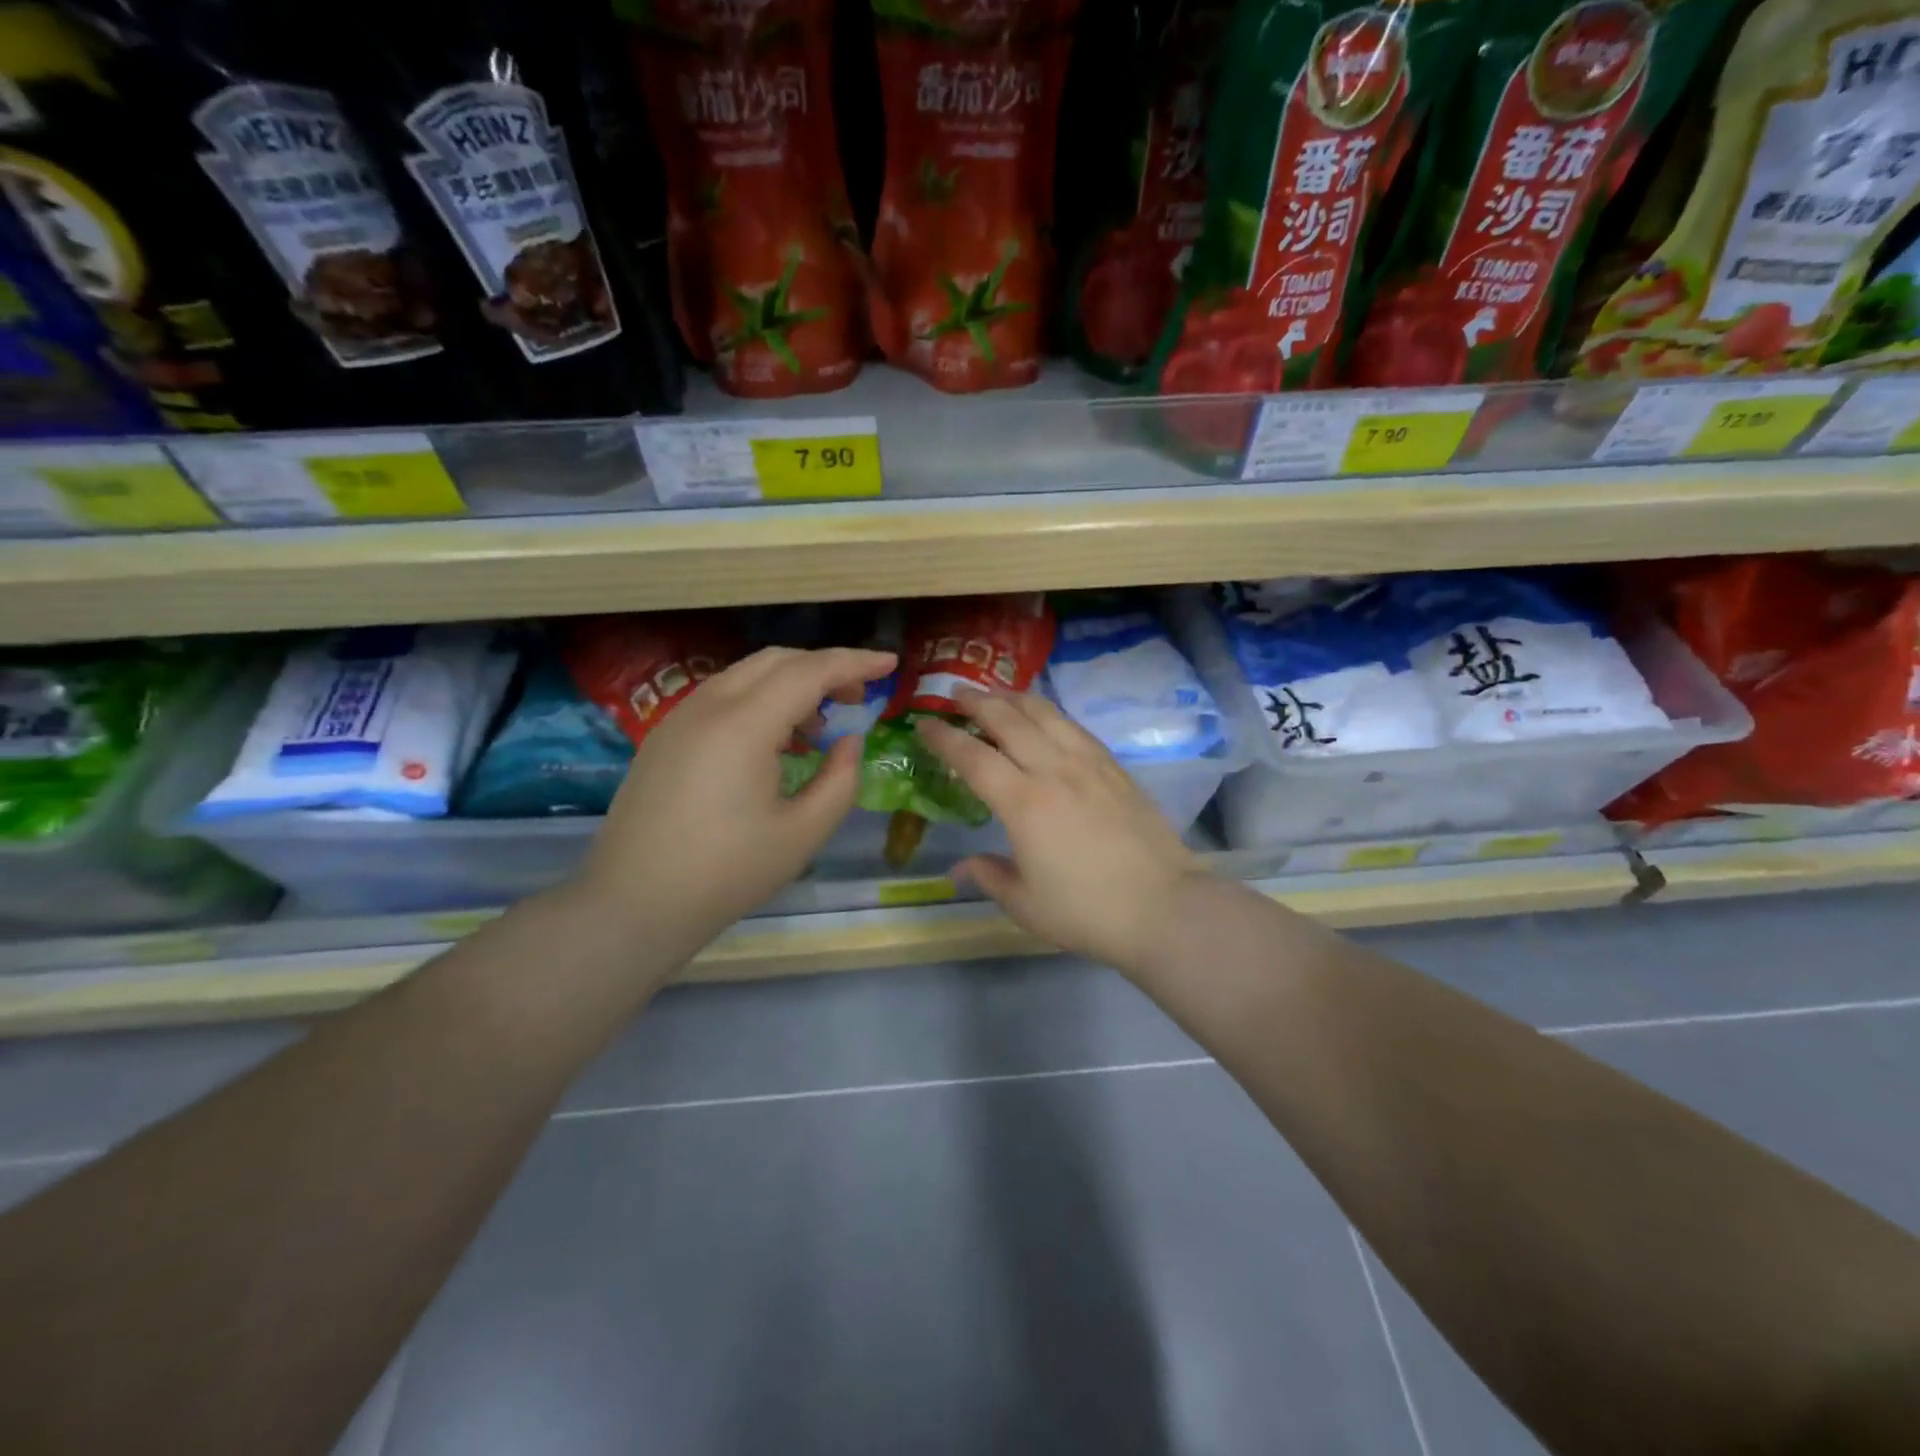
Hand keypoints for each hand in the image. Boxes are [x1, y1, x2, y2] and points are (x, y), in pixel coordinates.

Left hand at [576, 646, 896, 961]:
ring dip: (790, 683)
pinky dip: (759, 700)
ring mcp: (679, 718)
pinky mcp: (665, 736)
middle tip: (857, 698)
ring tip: (818, 725)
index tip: (890, 664)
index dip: (855, 663)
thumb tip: (848, 741)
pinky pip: (722, 696)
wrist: (634, 903)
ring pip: (746, 674)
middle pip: (776, 660)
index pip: (810, 671)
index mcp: (744, 725)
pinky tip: (774, 741)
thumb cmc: (727, 873)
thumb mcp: (803, 833)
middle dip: (824, 667)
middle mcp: (708, 706)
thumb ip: (841, 779)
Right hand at [915, 688, 1213, 977]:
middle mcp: (1053, 770)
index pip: (973, 758)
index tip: (924, 724)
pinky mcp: (1115, 767)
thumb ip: (989, 876)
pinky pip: (1075, 727)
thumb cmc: (1087, 911)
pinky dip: (1051, 714)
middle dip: (978, 703)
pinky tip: (1046, 717)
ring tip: (997, 694)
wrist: (1163, 906)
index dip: (944, 738)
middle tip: (957, 694)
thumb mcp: (1026, 904)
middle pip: (1009, 720)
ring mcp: (1089, 764)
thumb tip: (960, 867)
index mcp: (1023, 803)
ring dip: (1015, 698)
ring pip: (1046, 714)